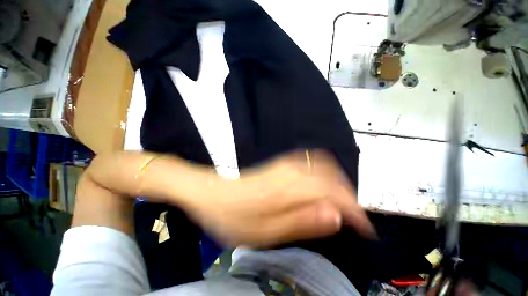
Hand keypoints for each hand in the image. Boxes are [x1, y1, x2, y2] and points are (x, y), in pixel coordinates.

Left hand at [185, 150, 375, 247]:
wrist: (211, 193)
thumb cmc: (233, 216)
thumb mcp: (265, 231)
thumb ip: (302, 221)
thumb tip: (335, 215)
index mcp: (288, 188)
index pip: (334, 193)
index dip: (354, 210)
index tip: (365, 228)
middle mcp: (290, 170)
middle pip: (332, 177)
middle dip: (348, 198)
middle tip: (353, 220)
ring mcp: (284, 164)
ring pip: (323, 167)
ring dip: (337, 186)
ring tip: (340, 207)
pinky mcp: (280, 164)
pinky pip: (310, 163)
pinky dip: (323, 176)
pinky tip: (321, 189)